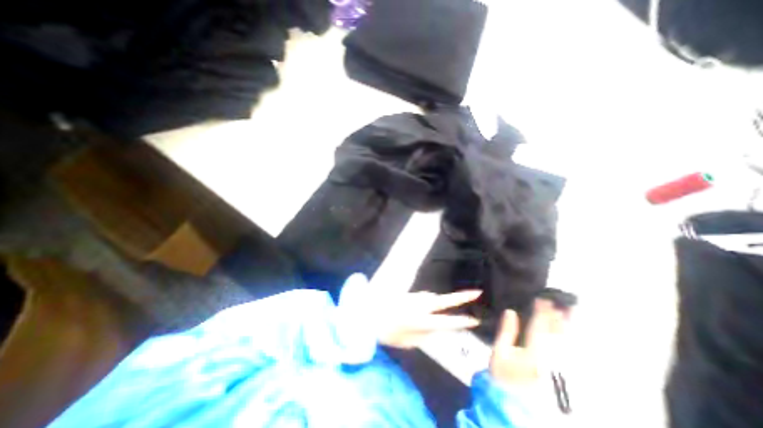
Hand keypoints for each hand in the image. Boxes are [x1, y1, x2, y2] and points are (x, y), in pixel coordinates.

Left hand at [377, 289, 481, 349]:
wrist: (369, 312)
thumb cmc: (386, 331)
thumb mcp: (405, 342)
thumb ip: (423, 336)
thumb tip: (435, 331)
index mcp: (421, 320)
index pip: (447, 321)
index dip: (462, 322)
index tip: (475, 320)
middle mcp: (421, 305)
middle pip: (445, 300)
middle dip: (462, 297)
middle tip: (477, 292)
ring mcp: (416, 297)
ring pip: (433, 298)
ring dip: (440, 303)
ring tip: (431, 312)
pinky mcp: (410, 294)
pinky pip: (424, 298)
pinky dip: (427, 302)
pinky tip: (419, 309)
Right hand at [492, 299, 568, 385]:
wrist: (515, 407)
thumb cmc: (504, 377)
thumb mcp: (499, 353)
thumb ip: (506, 332)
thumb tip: (511, 311)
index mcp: (534, 353)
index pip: (540, 327)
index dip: (542, 311)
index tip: (543, 299)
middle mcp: (553, 360)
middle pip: (559, 334)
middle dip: (561, 317)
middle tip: (564, 302)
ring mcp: (562, 370)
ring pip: (569, 344)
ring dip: (570, 327)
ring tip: (571, 313)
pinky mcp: (566, 377)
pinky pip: (572, 355)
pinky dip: (572, 342)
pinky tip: (572, 333)